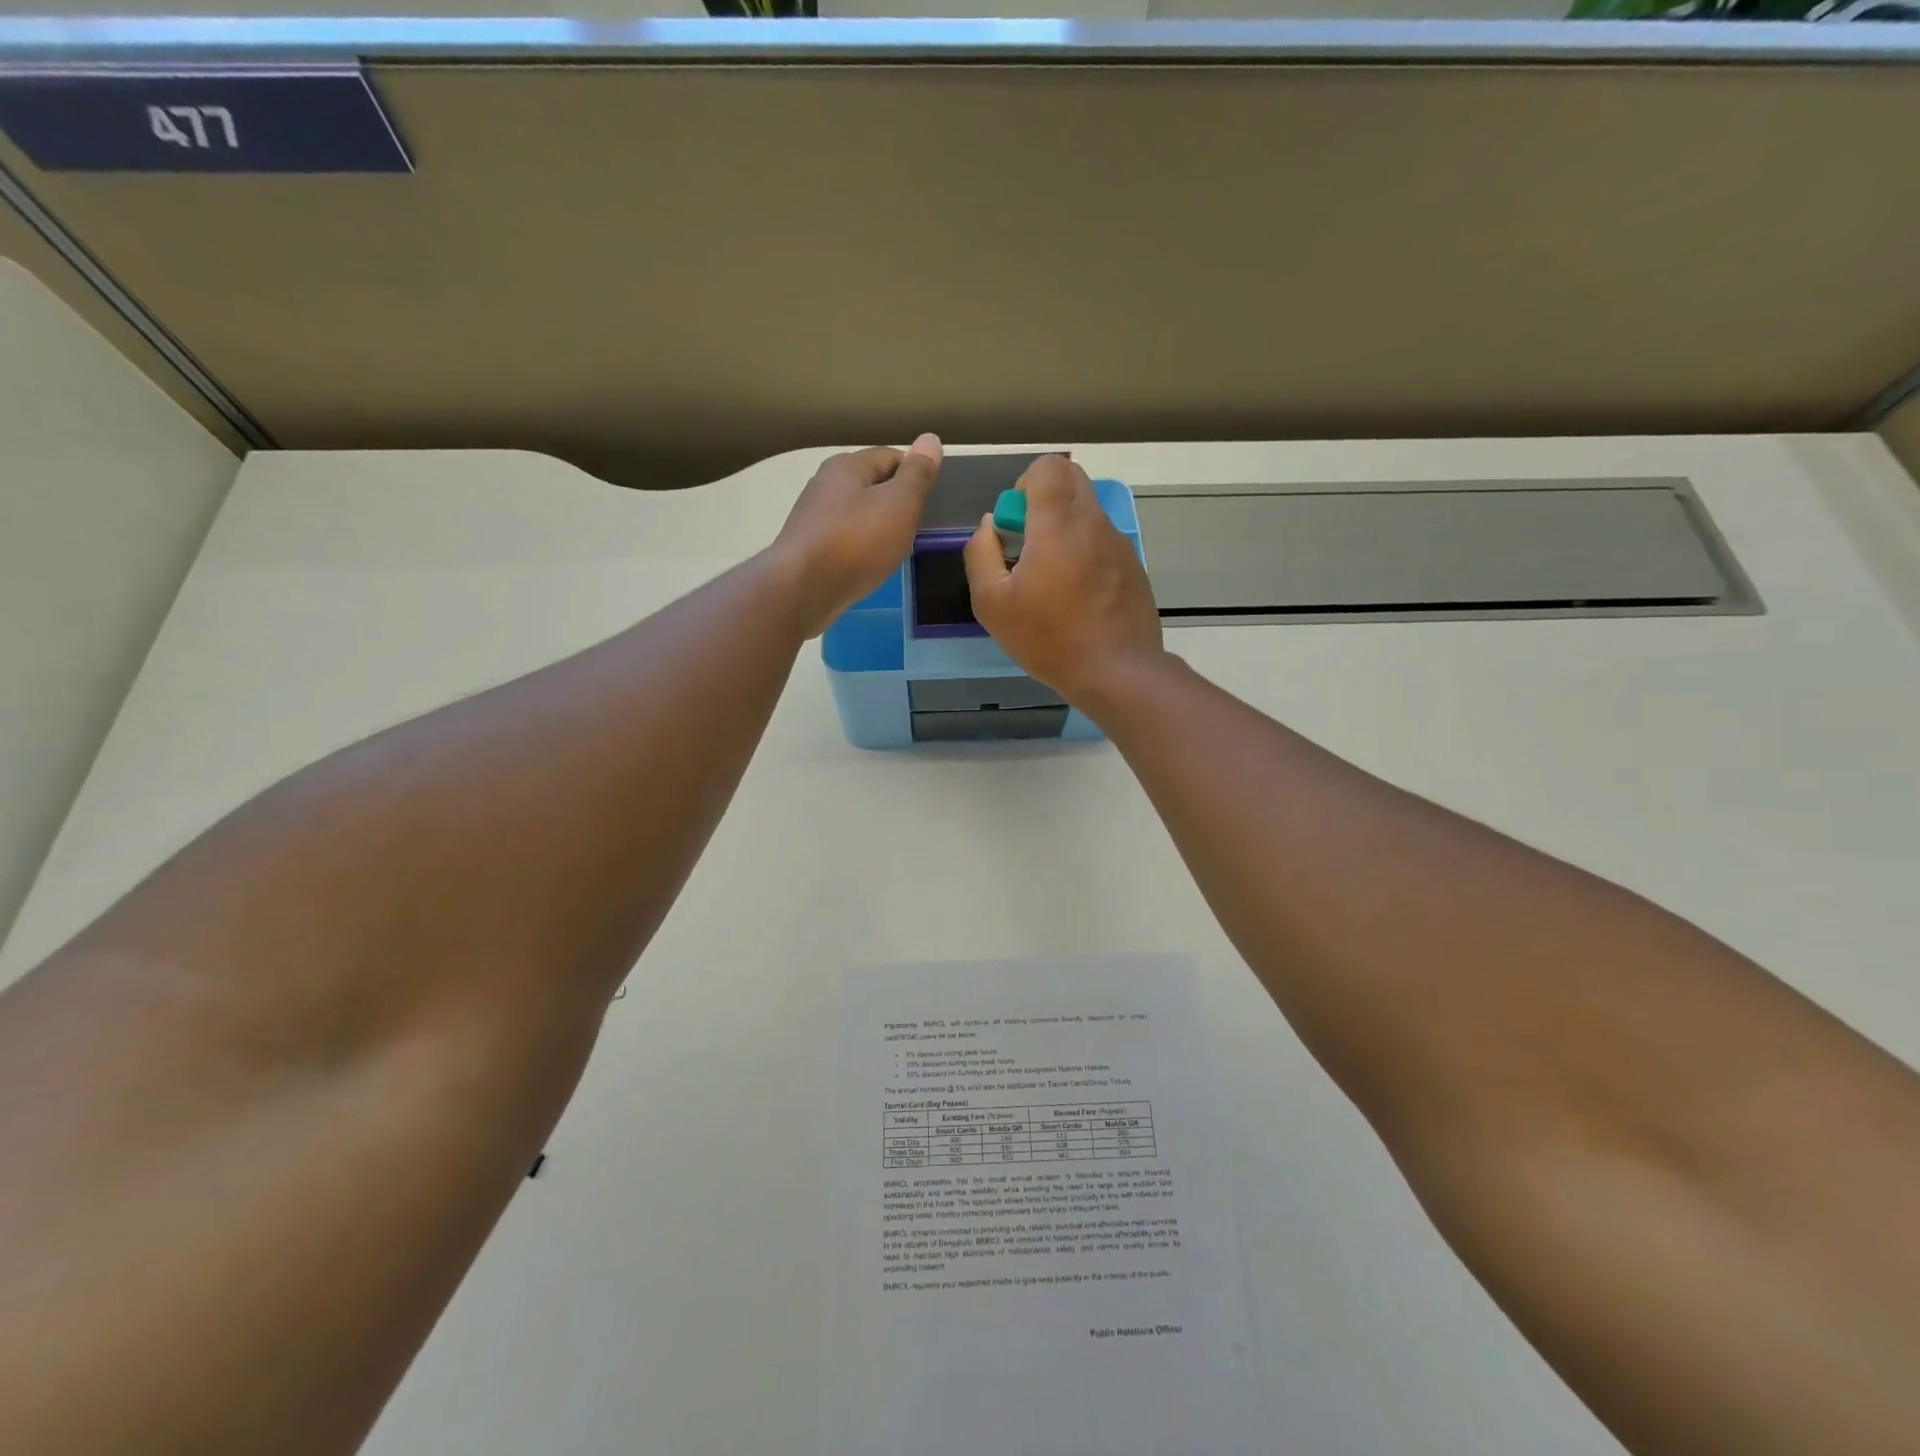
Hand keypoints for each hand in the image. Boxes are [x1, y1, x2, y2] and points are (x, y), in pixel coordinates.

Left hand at [772, 435, 942, 638]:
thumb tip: (930, 439)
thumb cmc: (856, 542)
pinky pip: (844, 540)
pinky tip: (870, 564)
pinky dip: (861, 548)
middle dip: (895, 501)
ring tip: (897, 548)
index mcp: (847, 466)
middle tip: (917, 526)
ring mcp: (813, 518)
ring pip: (856, 514)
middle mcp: (825, 485)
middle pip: (870, 484)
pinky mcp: (808, 549)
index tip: (931, 499)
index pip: (890, 456)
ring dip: (877, 526)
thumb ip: (917, 475)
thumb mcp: (899, 504)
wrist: (802, 590)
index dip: (914, 473)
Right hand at [963, 455, 1165, 704]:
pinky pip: (1102, 542)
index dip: (1026, 482)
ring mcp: (1119, 544)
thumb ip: (981, 554)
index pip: (1049, 466)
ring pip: (1088, 513)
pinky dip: (1084, 554)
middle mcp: (1094, 523)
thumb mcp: (992, 604)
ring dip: (1064, 529)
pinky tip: (1076, 599)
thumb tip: (989, 526)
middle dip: (1044, 499)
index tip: (1015, 521)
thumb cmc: (1049, 639)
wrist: (1117, 672)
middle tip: (1028, 544)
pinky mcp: (1133, 567)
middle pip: (1072, 480)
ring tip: (1050, 580)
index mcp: (1058, 524)